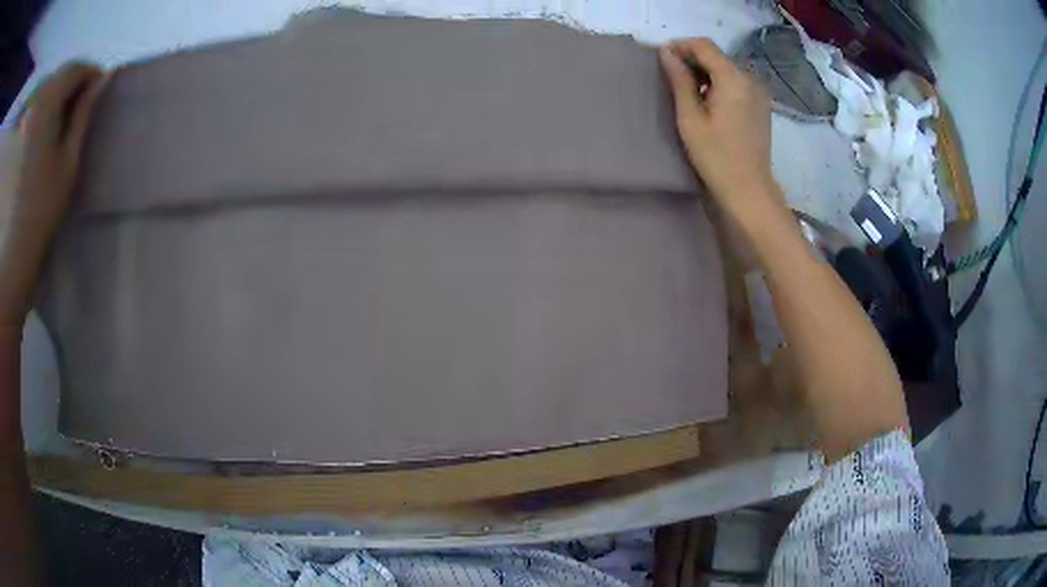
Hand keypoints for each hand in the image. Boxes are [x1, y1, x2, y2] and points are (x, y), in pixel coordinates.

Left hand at [0, 62, 106, 323]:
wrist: (11, 255)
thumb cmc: (41, 212)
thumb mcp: (68, 162)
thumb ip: (84, 115)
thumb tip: (104, 79)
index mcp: (47, 104)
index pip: (76, 69)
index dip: (91, 75)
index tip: (99, 91)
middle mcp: (35, 103)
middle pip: (61, 75)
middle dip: (74, 84)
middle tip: (80, 108)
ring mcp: (26, 120)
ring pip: (48, 89)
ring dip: (58, 97)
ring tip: (60, 122)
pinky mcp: (20, 136)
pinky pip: (36, 108)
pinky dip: (44, 110)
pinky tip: (43, 133)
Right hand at [659, 39, 777, 215]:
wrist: (749, 190)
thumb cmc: (716, 156)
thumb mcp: (690, 117)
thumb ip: (679, 80)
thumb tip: (666, 52)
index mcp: (733, 78)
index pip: (704, 45)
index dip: (680, 46)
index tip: (661, 58)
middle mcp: (750, 79)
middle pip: (716, 56)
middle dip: (691, 59)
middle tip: (669, 76)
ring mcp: (758, 93)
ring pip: (726, 69)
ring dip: (704, 72)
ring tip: (685, 90)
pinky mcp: (761, 106)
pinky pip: (736, 84)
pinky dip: (718, 84)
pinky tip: (707, 102)